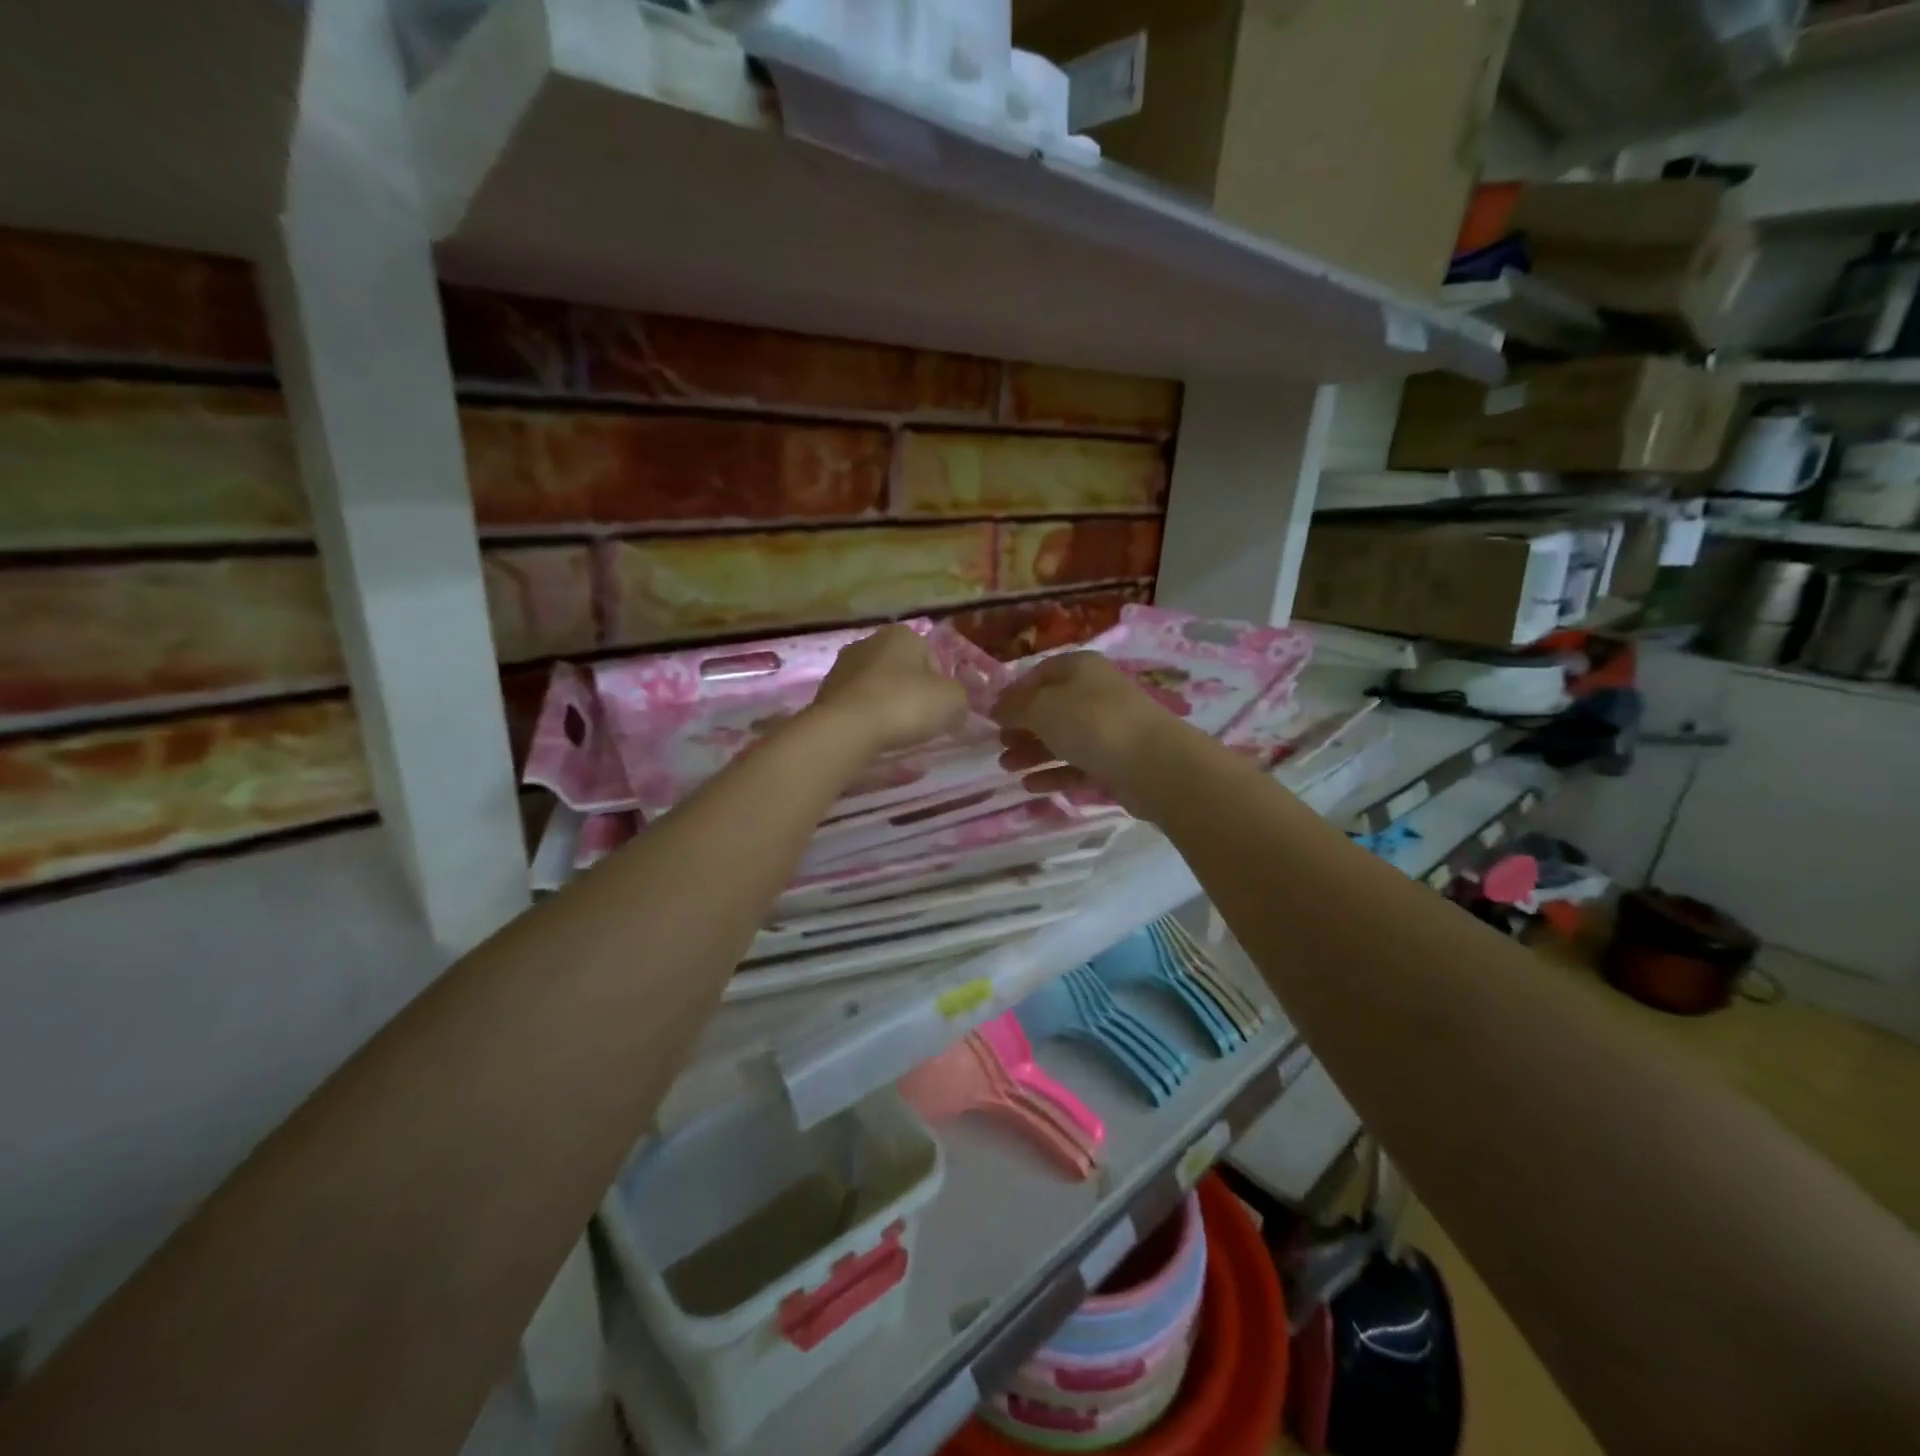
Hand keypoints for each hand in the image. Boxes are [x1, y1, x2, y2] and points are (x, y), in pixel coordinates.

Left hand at [811, 625, 969, 754]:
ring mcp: (842, 665)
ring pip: (877, 686)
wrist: (846, 728)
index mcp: (902, 634)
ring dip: (886, 704)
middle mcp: (869, 641)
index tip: (940, 710)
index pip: (931, 657)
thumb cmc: (905, 705)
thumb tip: (954, 705)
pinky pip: (856, 704)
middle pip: (902, 670)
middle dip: (911, 692)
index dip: (940, 685)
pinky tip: (871, 735)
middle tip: (920, 722)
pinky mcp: (824, 692)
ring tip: (894, 732)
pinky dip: (866, 716)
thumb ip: (960, 698)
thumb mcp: (953, 701)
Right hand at [992, 652, 1180, 810]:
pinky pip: (1077, 765)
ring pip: (1063, 738)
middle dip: (1022, 726)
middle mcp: (1095, 694)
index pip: (1040, 673)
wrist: (1154, 764)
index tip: (992, 715)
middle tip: (998, 744)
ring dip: (1032, 752)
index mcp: (1081, 668)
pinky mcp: (1115, 762)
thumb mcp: (1042, 707)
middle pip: (1051, 708)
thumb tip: (997, 708)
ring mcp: (1108, 729)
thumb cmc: (1092, 723)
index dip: (1014, 693)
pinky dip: (1053, 773)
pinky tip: (1030, 786)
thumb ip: (1015, 707)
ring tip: (1006, 767)